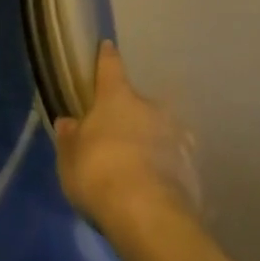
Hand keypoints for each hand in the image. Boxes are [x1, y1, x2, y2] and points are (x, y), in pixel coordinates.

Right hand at [54, 41, 199, 234]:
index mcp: (117, 97)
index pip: (110, 66)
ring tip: (141, 168)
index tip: (107, 47)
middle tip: (118, 139)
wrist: (149, 214)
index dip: (106, 57)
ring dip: (151, 142)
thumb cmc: (100, 174)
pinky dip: (166, 169)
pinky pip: (174, 161)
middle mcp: (150, 106)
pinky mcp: (191, 166)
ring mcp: (175, 134)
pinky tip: (157, 189)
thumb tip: (68, 121)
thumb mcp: (70, 159)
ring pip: (160, 131)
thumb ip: (69, 138)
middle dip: (130, 116)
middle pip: (137, 103)